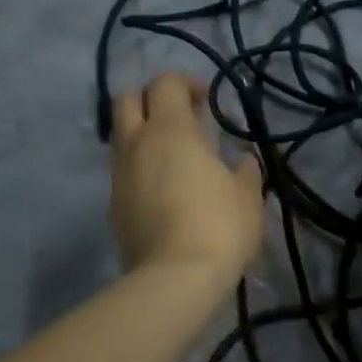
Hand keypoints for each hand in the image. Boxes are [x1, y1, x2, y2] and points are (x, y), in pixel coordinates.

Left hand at [110, 73, 264, 280]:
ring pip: (120, 136)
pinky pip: (123, 171)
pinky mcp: (113, 206)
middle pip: (126, 99)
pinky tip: (163, 189)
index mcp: (171, 130)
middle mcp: (137, 144)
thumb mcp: (248, 196)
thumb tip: (242, 162)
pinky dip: (139, 167)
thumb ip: (245, 171)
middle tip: (180, 118)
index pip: (165, 83)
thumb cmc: (219, 226)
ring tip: (173, 156)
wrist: (175, 278)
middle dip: (151, 99)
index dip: (185, 83)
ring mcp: (120, 176)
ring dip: (142, 134)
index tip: (206, 100)